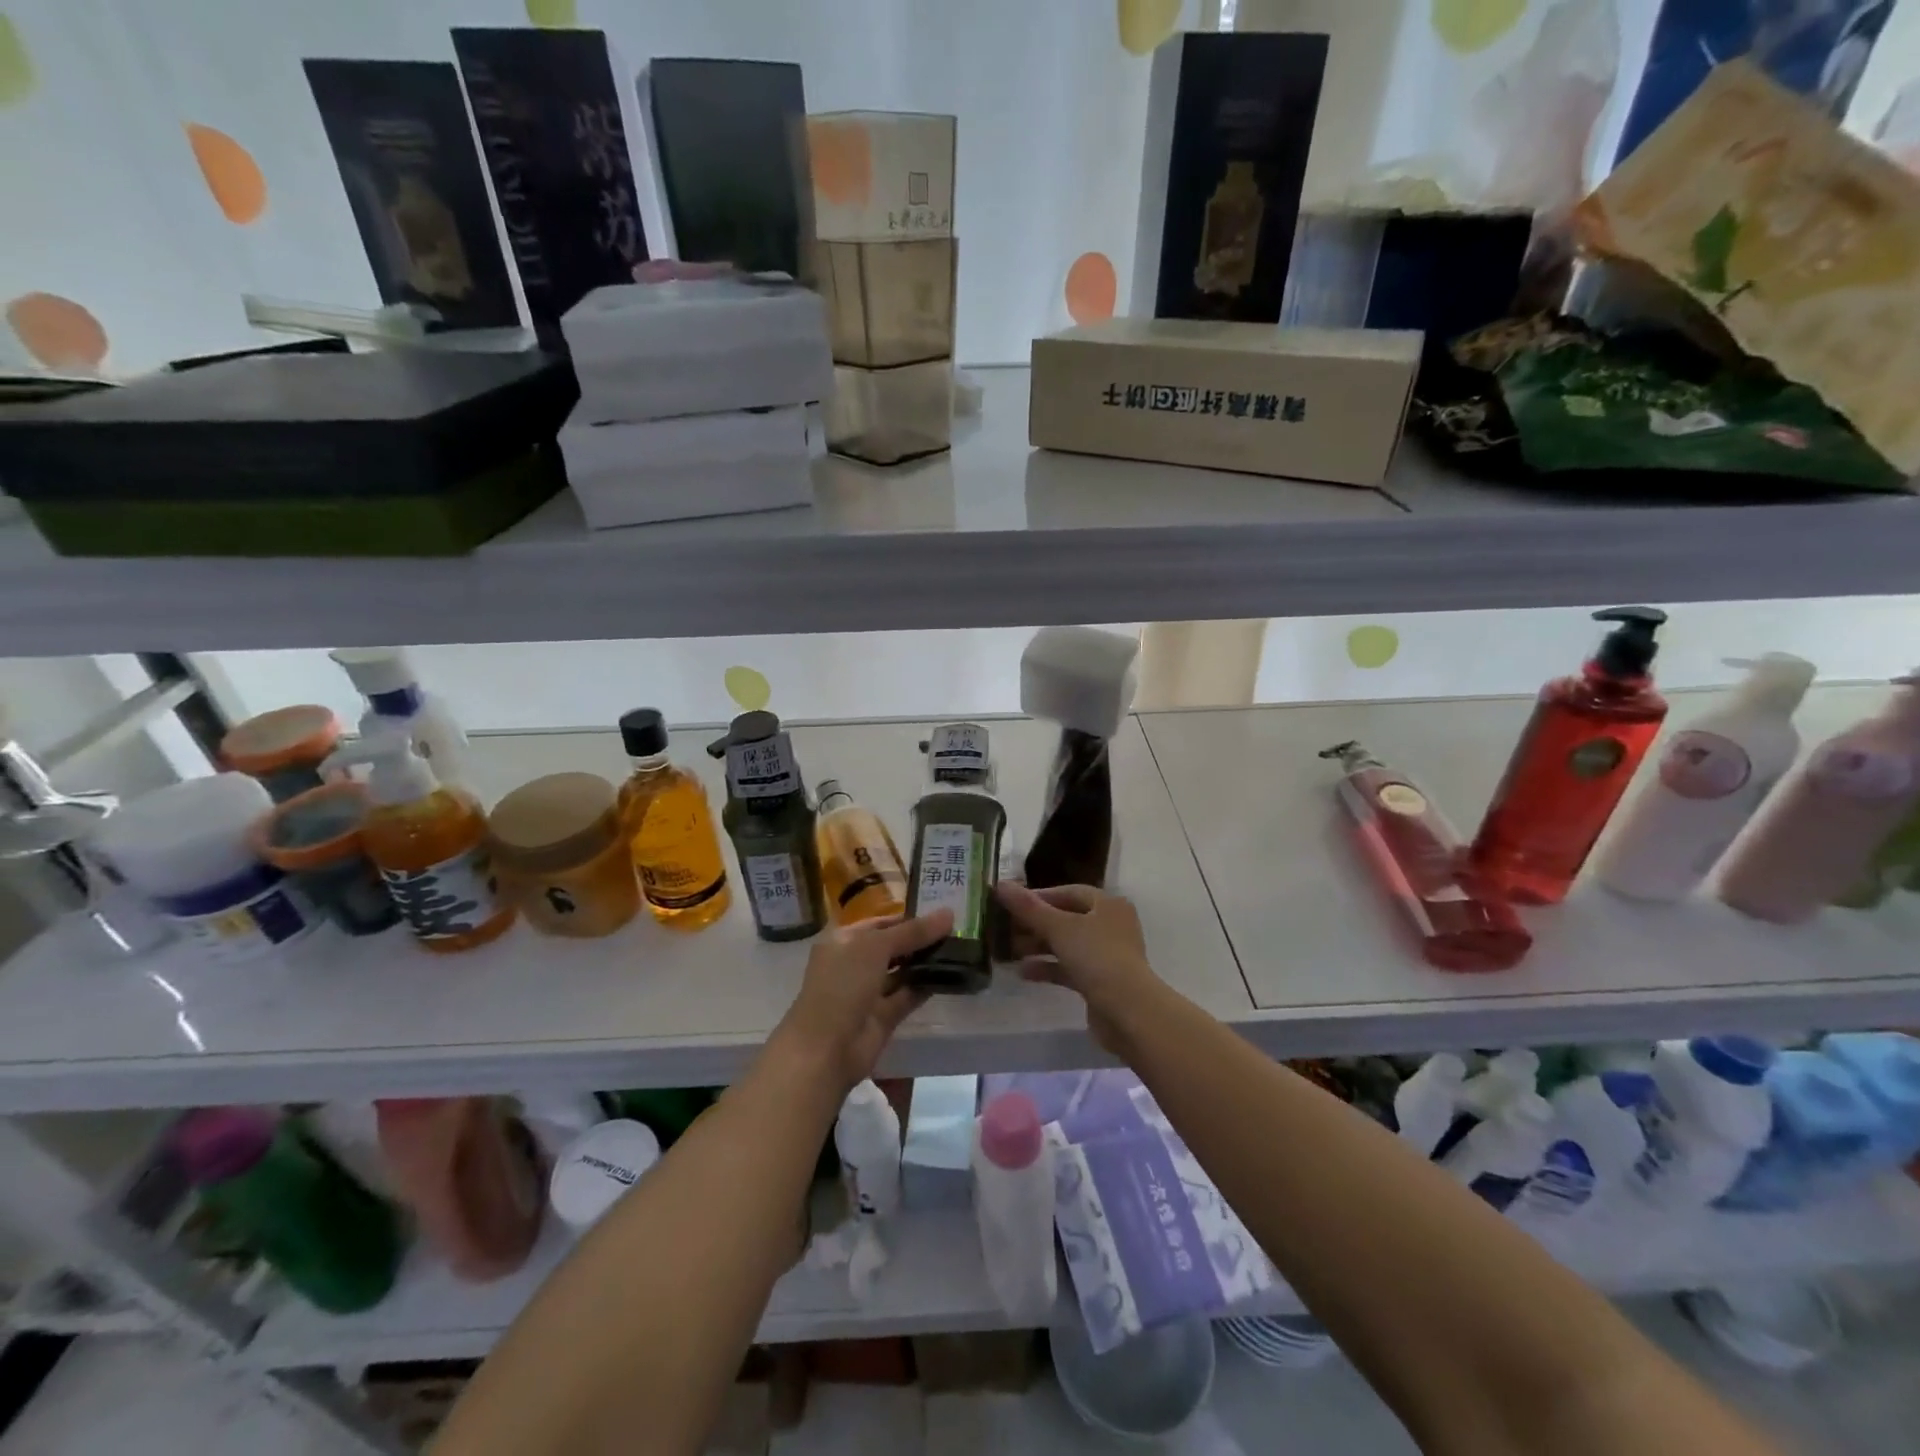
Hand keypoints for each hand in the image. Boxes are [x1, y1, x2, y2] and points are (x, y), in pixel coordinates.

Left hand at [769, 909, 951, 1092]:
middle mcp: (854, 963)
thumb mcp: (875, 948)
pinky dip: (926, 986)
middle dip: (921, 940)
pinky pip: (908, 995)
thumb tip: (949, 913)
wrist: (825, 1049)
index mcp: (844, 941)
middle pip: (893, 946)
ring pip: (901, 972)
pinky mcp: (883, 1017)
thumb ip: (913, 932)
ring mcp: (868, 991)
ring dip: (926, 962)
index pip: (880, 923)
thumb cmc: (843, 985)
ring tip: (961, 950)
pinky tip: (952, 975)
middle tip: (959, 931)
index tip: (943, 913)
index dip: (909, 917)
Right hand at [994, 883, 1160, 1053]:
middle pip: (1067, 919)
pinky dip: (1049, 968)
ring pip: (1067, 945)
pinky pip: (1070, 968)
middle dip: (1035, 925)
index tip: (1012, 904)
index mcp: (1108, 905)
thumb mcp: (1059, 928)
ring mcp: (1107, 955)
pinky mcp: (1102, 982)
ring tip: (1009, 952)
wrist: (1129, 1012)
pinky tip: (1024, 973)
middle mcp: (1111, 926)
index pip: (1069, 892)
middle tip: (1005, 930)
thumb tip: (1000, 884)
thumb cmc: (1096, 958)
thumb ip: (1028, 908)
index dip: (1040, 897)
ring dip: (1039, 947)